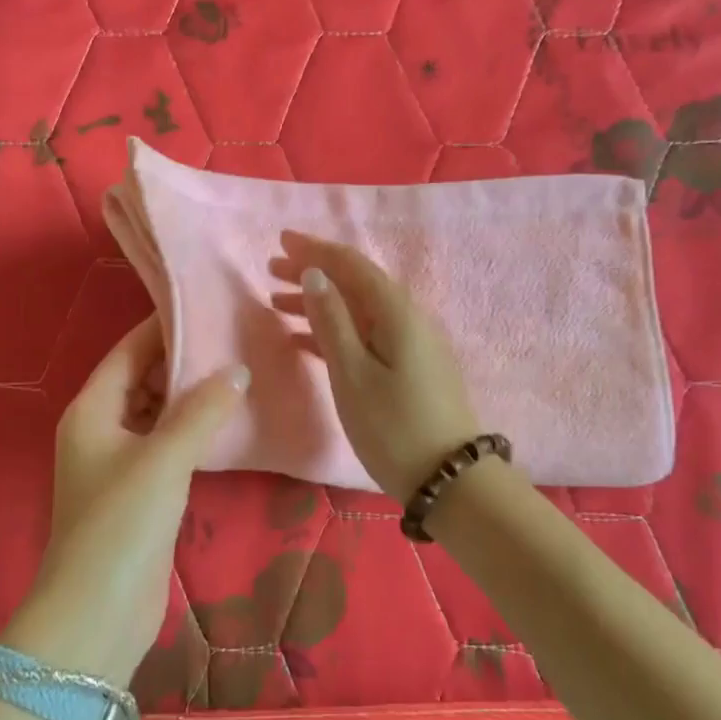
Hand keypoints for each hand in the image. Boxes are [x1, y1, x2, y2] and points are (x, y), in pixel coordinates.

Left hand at [2, 316, 245, 687]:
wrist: (97, 614)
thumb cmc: (122, 523)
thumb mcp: (164, 458)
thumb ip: (202, 410)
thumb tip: (238, 370)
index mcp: (92, 410)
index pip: (128, 350)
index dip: (164, 327)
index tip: (208, 307)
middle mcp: (100, 429)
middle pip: (142, 379)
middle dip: (183, 361)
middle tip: (234, 338)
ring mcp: (119, 463)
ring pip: (156, 413)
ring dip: (190, 397)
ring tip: (240, 372)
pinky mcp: (139, 493)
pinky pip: (167, 445)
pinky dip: (192, 431)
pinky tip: (228, 423)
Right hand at [270, 231, 480, 500]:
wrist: (449, 479)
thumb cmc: (393, 426)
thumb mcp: (352, 373)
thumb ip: (331, 321)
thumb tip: (314, 274)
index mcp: (396, 312)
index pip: (351, 265)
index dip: (315, 250)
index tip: (281, 240)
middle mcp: (407, 318)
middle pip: (355, 284)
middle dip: (313, 273)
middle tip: (271, 268)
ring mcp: (410, 344)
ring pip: (358, 311)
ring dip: (319, 303)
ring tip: (277, 302)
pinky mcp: (409, 368)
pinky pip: (366, 336)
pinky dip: (334, 332)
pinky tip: (303, 340)